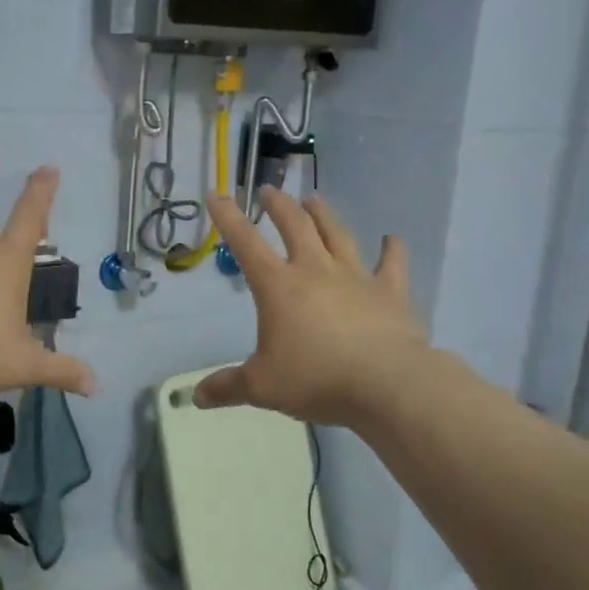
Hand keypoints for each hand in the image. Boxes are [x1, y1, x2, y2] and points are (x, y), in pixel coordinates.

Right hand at [194, 188, 428, 427]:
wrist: (387, 384)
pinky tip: (393, 239)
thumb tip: (196, 398)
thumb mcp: (261, 387)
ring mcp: (356, 278)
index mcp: (278, 287)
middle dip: (279, 206)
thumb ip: (227, 387)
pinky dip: (393, 250)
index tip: (217, 195)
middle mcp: (315, 271)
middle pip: (295, 227)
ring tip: (315, 199)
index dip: (228, 218)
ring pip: (338, 235)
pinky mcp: (391, 292)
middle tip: (270, 191)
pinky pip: (392, 264)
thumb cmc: (316, 379)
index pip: (246, 243)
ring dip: (324, 216)